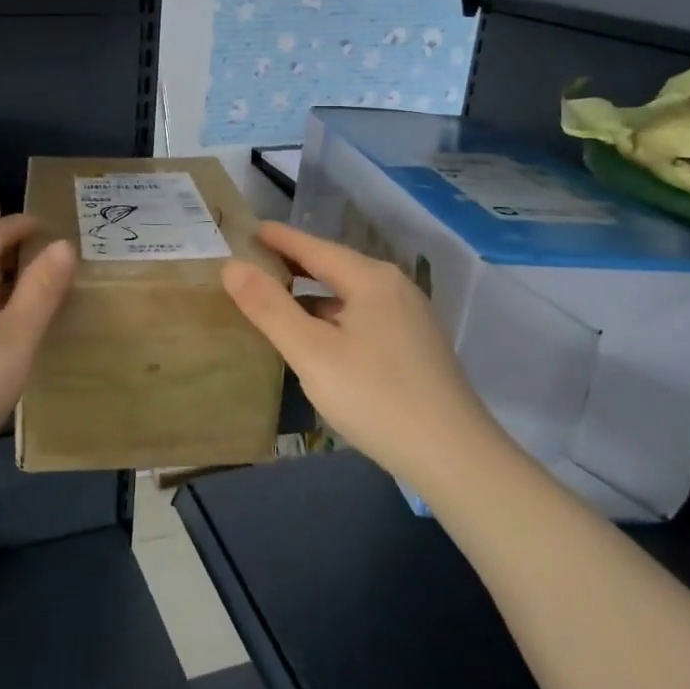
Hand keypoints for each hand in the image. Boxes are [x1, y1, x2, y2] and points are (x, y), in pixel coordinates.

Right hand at [222, 221, 505, 490]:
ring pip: (351, 294)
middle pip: (334, 267)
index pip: (314, 247)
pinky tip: (320, 336)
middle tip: (253, 263)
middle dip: (294, 263)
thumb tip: (232, 267)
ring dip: (314, 293)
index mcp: (371, 279)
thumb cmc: (376, 398)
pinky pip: (365, 315)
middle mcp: (395, 288)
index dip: (278, 238)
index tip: (247, 230)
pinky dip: (335, 315)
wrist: (456, 458)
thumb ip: (269, 308)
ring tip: (278, 298)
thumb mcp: (312, 353)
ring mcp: (411, 317)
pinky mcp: (418, 346)